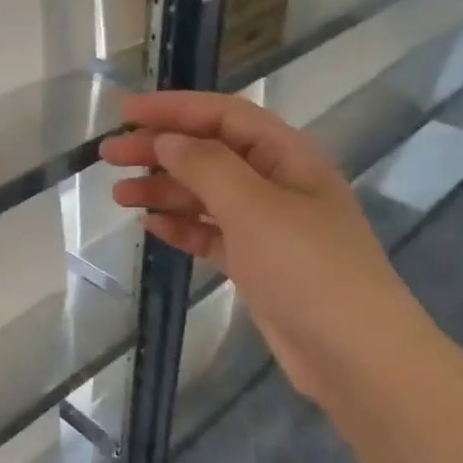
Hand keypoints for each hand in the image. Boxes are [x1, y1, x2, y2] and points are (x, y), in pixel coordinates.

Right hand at [100, 91, 421, 397]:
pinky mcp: (257, 263)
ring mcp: (268, 226)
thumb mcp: (253, 207)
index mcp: (286, 155)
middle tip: (109, 155)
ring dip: (164, 190)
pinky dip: (182, 227)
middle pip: (209, 153)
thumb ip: (206, 166)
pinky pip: (212, 234)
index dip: (174, 108)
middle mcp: (277, 183)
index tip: (125, 112)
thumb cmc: (306, 268)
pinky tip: (152, 226)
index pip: (223, 116)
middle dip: (159, 150)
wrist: (353, 354)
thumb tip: (167, 140)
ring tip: (120, 195)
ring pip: (206, 195)